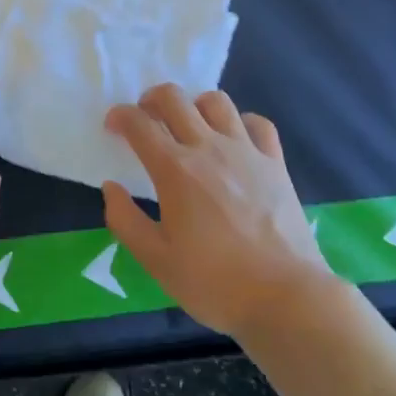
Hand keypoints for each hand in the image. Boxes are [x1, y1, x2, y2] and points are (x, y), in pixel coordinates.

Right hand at [102, 85, 338, 342]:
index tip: (113, 126)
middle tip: (146, 119)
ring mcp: (246, 151)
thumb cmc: (214, 282)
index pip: (139, 124)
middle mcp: (208, 148)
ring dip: (194, 105)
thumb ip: (125, 220)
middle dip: (151, 99)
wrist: (284, 296)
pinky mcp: (275, 163)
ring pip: (216, 102)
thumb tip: (111, 187)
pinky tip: (234, 139)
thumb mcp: (156, 261)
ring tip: (189, 126)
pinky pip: (258, 123)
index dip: (120, 116)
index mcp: (175, 170)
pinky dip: (240, 122)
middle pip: (174, 99)